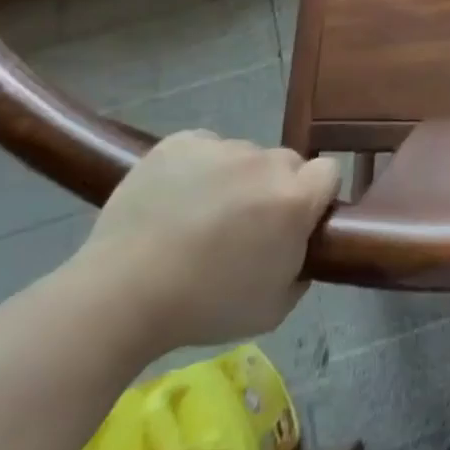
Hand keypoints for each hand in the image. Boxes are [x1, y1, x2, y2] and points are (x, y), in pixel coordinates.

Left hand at [70, 133, 340, 352]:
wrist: (120, 295)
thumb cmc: (204, 307)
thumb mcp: (275, 306)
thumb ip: (302, 267)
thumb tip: (300, 246)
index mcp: (294, 199)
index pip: (329, 173)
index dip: (316, 196)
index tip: (295, 223)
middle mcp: (265, 162)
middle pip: (286, 163)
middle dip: (274, 188)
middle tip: (244, 226)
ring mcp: (222, 147)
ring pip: (244, 156)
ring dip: (235, 179)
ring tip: (199, 217)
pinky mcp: (181, 142)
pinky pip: (205, 148)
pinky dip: (199, 168)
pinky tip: (176, 200)